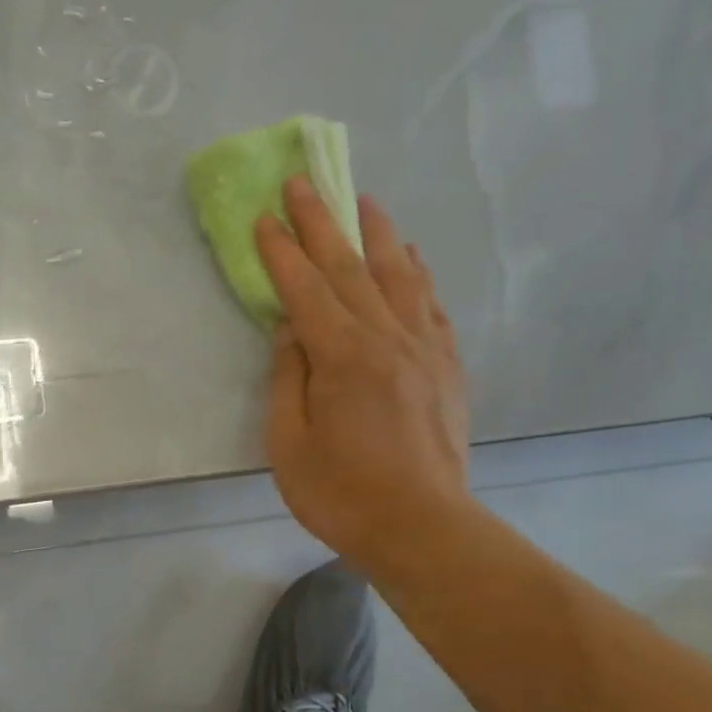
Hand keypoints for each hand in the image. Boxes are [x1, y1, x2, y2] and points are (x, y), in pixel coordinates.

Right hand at [255, 175, 470, 581]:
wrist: (422, 528)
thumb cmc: (341, 494)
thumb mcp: (289, 443)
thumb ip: (288, 378)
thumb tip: (291, 329)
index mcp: (343, 356)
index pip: (305, 288)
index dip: (281, 250)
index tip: (264, 216)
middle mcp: (387, 338)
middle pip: (349, 267)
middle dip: (322, 221)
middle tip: (302, 182)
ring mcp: (424, 349)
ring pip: (398, 274)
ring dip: (376, 232)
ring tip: (362, 199)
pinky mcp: (446, 366)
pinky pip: (430, 304)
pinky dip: (417, 273)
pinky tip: (409, 256)